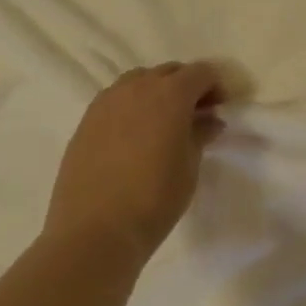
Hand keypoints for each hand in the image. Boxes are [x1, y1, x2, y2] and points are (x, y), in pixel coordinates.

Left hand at [44, 62, 225, 260]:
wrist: (94, 234)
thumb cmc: (154, 199)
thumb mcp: (190, 166)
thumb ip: (200, 134)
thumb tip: (209, 120)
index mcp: (171, 94)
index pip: (201, 72)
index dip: (216, 86)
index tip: (220, 108)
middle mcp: (138, 88)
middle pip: (170, 71)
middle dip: (187, 86)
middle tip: (195, 115)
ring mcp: (107, 102)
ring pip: (139, 81)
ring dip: (156, 92)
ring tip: (161, 122)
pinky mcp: (85, 122)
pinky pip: (115, 99)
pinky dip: (131, 106)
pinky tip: (133, 135)